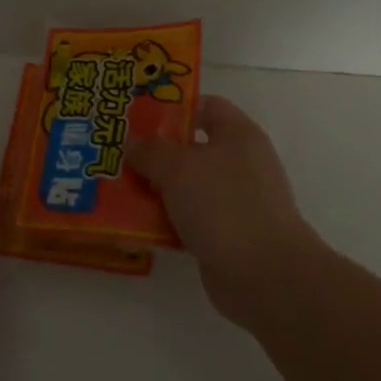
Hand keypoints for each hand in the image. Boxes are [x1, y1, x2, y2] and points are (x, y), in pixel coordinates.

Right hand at [126, 96, 325, 325]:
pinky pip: (187, 220)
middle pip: (190, 148)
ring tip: (116, 191)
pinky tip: (134, 227)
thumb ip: (150, 150)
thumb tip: (132, 142)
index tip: (136, 117)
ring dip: (154, 190)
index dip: (172, 107)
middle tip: (116, 155)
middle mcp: (239, 163)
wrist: (265, 275)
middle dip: (153, 153)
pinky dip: (164, 222)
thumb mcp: (179, 168)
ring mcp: (234, 201)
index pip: (205, 106)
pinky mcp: (225, 235)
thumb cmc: (225, 205)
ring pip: (186, 187)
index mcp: (238, 134)